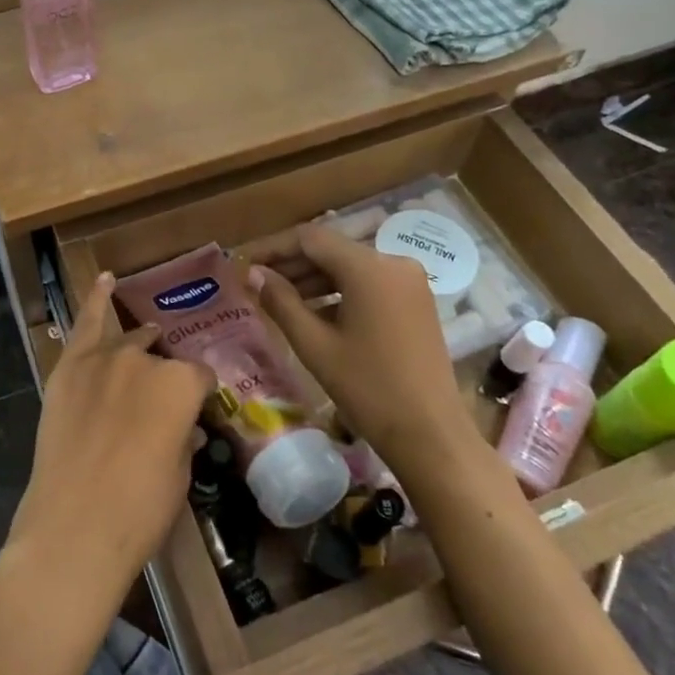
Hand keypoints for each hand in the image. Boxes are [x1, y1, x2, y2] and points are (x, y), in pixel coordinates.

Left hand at [1, 273, 214, 622]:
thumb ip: (183, 435)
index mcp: (180, 384)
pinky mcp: (68, 368)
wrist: (73, 528)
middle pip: (161, 359)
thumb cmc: (139, 510)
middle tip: (161, 406)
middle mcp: (144, 360)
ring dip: (140, 340)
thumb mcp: (179, 474)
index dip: (199, 397)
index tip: (197, 413)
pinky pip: (85, 323)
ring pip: (128, 339)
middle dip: (166, 378)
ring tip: (148, 334)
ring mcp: (102, 359)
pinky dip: (96, 300)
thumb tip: (183, 424)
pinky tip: (106, 280)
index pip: (199, 377)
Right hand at [248, 224, 469, 478]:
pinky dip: (339, 292)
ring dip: (314, 279)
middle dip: (292, 264)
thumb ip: (281, 301)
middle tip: (255, 281)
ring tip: (278, 298)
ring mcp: (409, 282)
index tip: (243, 262)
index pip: (310, 238)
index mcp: (369, 267)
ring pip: (350, 267)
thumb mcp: (315, 345)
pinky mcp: (416, 301)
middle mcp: (393, 262)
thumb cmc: (368, 389)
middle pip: (332, 250)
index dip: (273, 247)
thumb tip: (253, 274)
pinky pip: (369, 283)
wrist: (431, 435)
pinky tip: (314, 313)